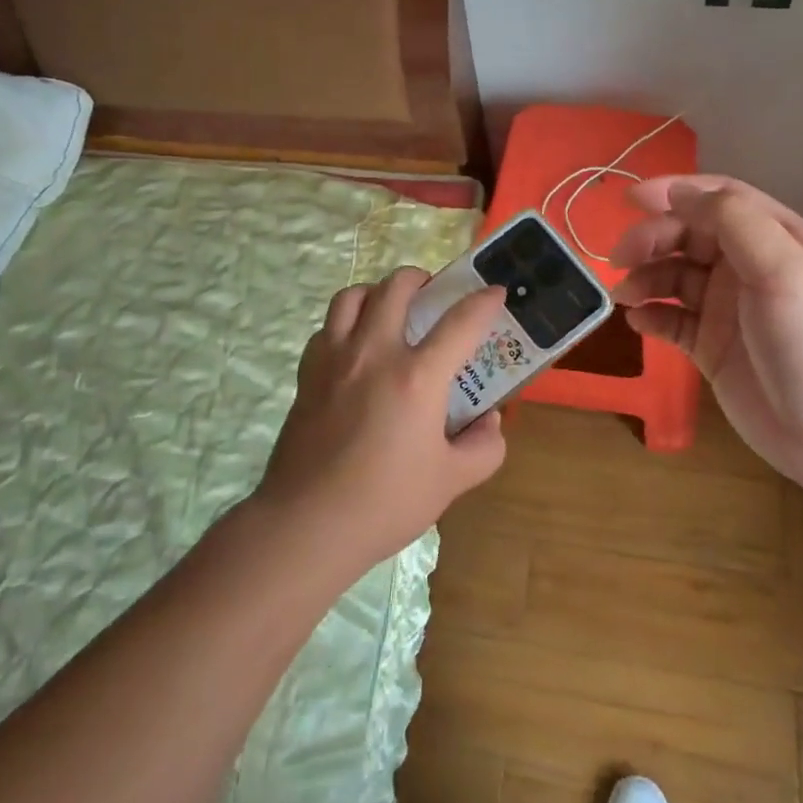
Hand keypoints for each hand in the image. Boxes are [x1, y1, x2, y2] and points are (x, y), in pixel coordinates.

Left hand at [254, 267, 508, 574]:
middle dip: (421, 278)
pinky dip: (346, 323)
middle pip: (396, 287)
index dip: (483, 301)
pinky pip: (327, 328)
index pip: (460, 322)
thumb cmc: (385, 503)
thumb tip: (490, 421)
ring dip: (378, 292)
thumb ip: (483, 446)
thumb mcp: (451, 481)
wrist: (308, 524)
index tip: (495, 292)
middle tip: (433, 294)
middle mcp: (375, 353)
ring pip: (353, 296)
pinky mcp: (308, 373)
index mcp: (417, 377)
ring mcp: (335, 359)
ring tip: (390, 308)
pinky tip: (356, 346)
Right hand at [611, 175, 802, 489]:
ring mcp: (729, 309)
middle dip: (652, 239)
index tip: (629, 200)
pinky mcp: (713, 348)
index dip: (673, 192)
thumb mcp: (784, 270)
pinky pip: (672, 320)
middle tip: (620, 258)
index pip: (718, 198)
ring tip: (625, 296)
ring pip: (675, 276)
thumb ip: (732, 221)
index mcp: (775, 239)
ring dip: (646, 277)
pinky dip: (651, 315)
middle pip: (689, 234)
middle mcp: (749, 267)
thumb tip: (679, 192)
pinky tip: (638, 322)